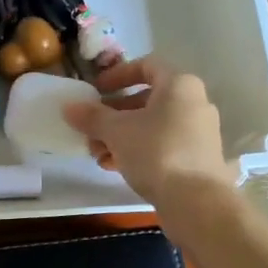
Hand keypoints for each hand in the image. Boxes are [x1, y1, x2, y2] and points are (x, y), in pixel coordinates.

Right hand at [63, 56, 237, 213]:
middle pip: (146, 99)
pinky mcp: (198, 158)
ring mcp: (199, 132)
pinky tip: (114, 167)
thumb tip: (69, 107)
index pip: (146, 66)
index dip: (117, 75)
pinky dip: (138, 150)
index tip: (96, 90)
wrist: (197, 202)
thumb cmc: (156, 152)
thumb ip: (92, 116)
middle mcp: (194, 103)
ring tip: (97, 154)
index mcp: (179, 85)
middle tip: (91, 128)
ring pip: (152, 125)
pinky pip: (162, 144)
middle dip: (113, 114)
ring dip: (121, 136)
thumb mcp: (116, 131)